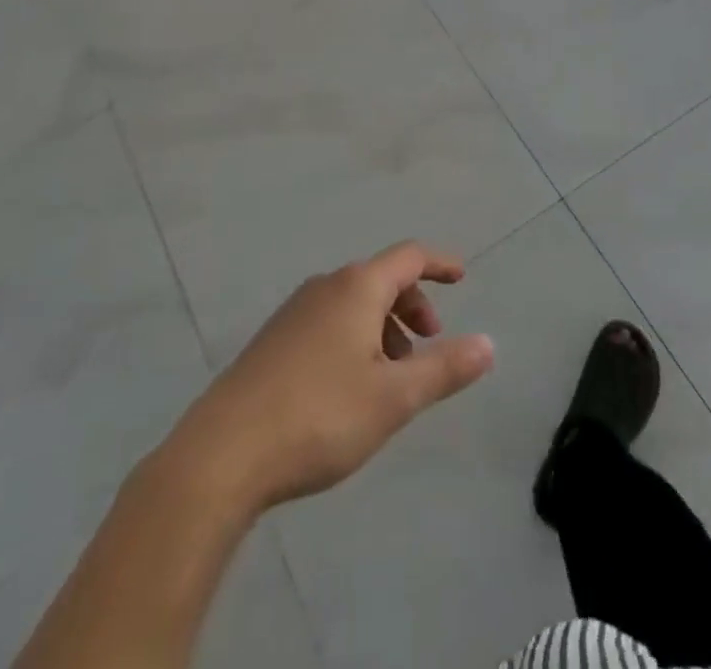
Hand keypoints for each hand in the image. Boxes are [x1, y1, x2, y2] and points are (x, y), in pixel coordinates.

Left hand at [170, 242, 494, 511]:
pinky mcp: (273, 342)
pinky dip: (355, 339)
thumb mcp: (394, 398)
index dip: (440, 263)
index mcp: (357, 288)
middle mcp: (325, 287)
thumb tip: (489, 344)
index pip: (409, 256)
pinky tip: (350, 388)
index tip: (462, 277)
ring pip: (353, 304)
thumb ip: (444, 369)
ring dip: (384, 328)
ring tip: (392, 378)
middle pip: (381, 279)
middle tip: (428, 347)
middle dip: (412, 306)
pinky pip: (328, 323)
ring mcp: (294, 312)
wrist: (222, 454)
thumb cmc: (319, 416)